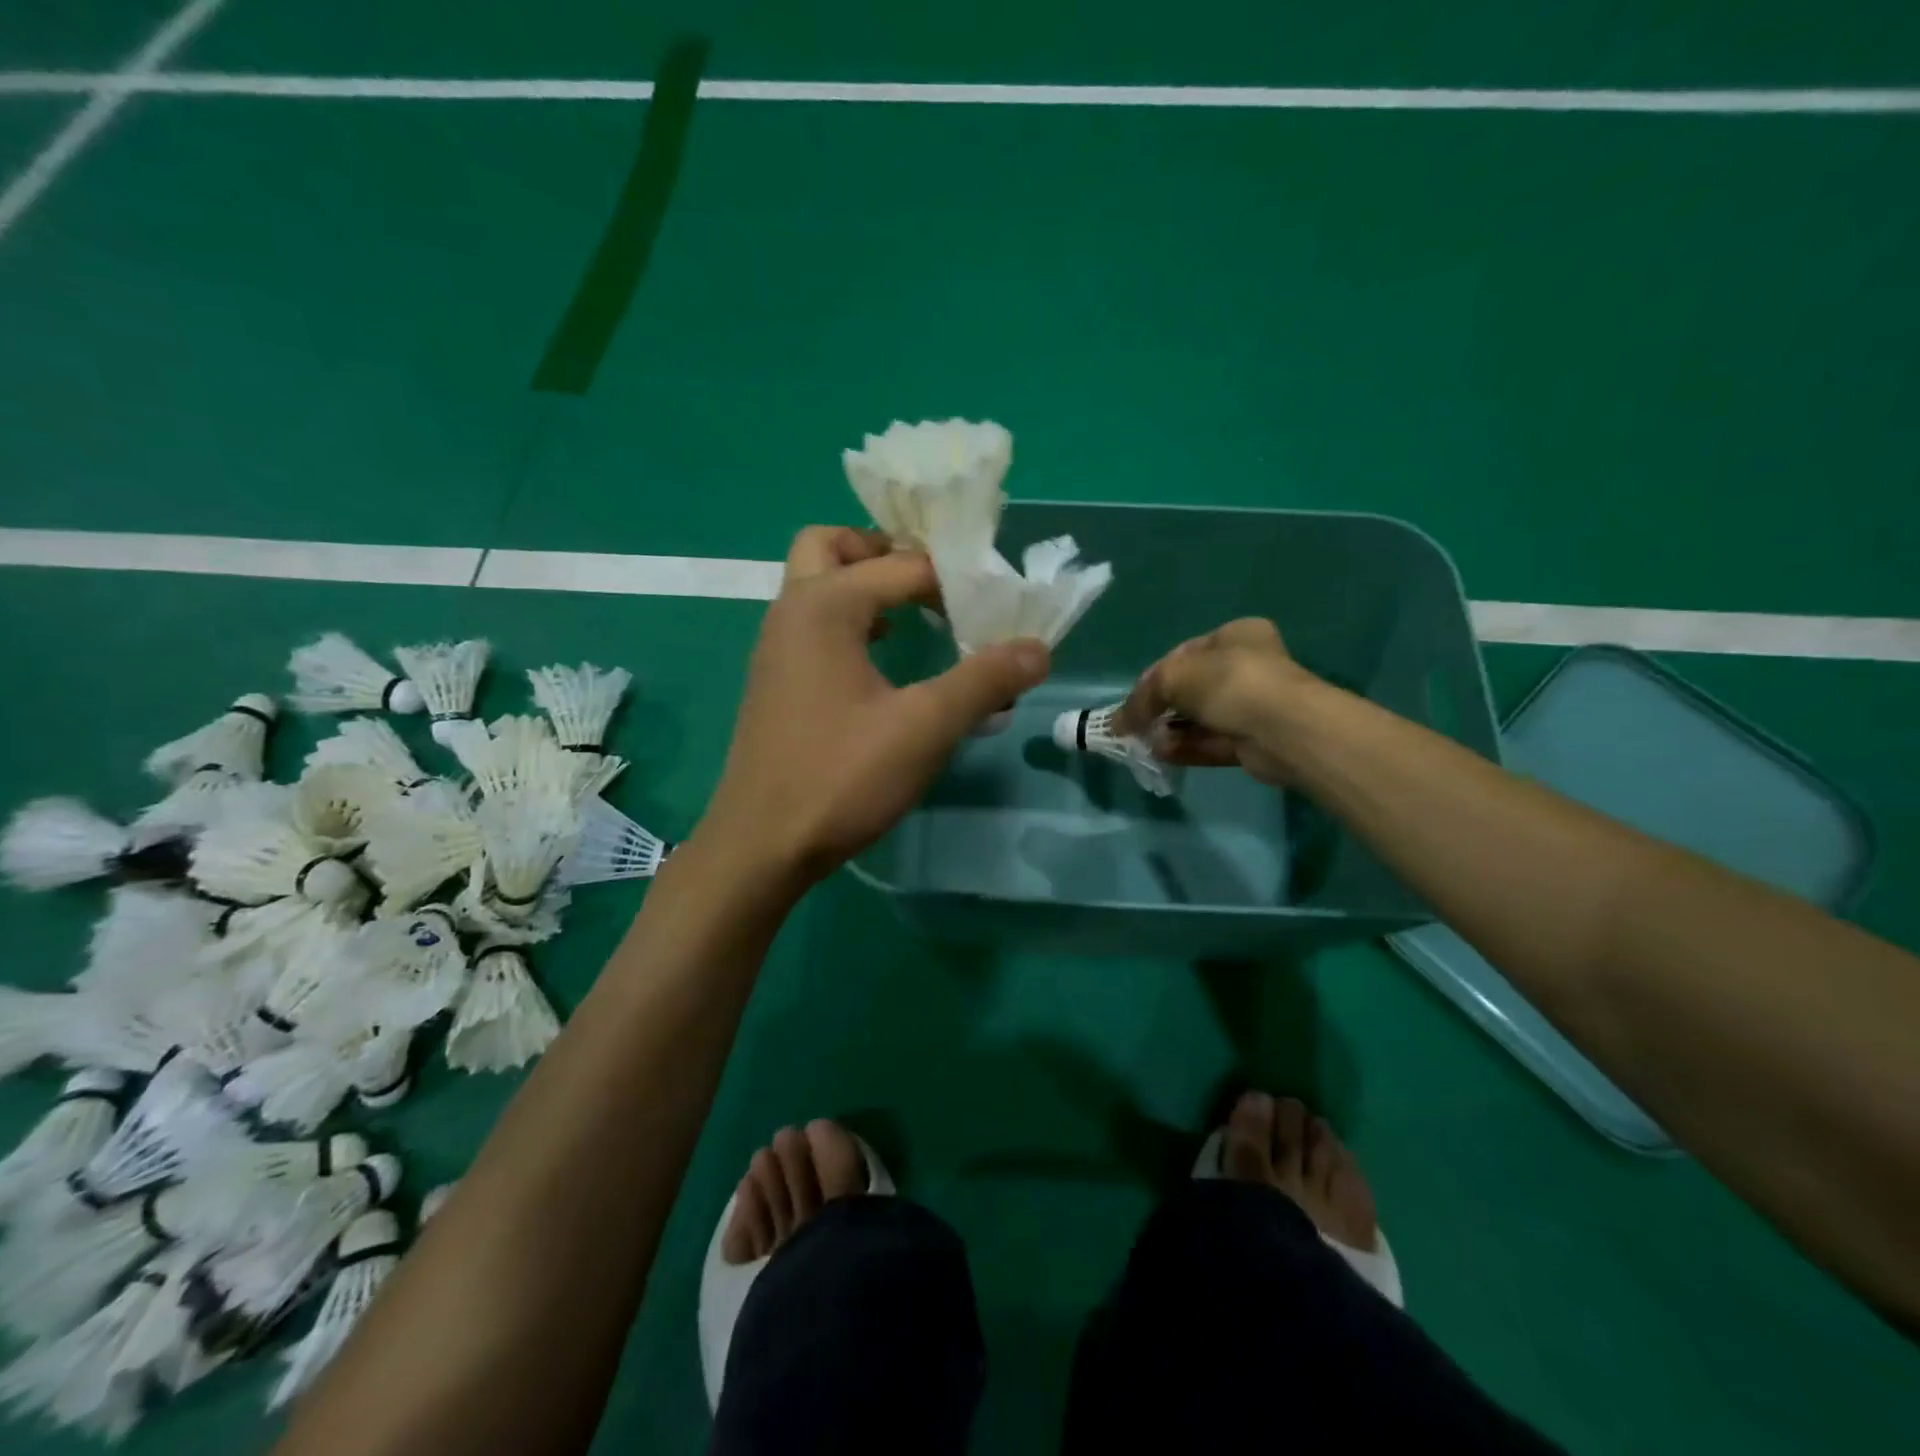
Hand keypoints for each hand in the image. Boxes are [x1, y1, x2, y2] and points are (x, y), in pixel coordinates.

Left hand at [701, 526, 1050, 882]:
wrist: (761, 845)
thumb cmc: (841, 777)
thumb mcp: (924, 728)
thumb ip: (984, 681)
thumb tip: (1039, 648)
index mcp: (823, 605)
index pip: (903, 566)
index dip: (955, 580)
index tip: (995, 605)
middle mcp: (791, 612)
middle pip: (831, 547)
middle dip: (882, 552)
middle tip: (930, 582)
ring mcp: (776, 649)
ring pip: (816, 587)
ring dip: (864, 587)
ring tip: (917, 617)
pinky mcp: (775, 683)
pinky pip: (813, 626)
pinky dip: (849, 623)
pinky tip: (884, 663)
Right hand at [1114, 618, 1316, 786]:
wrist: (1283, 729)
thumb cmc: (1229, 684)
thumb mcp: (1174, 678)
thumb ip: (1142, 697)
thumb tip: (1118, 722)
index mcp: (1235, 635)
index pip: (1183, 654)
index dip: (1153, 677)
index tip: (1133, 700)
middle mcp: (1246, 667)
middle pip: (1191, 688)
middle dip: (1160, 708)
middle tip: (1135, 725)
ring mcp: (1252, 706)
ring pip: (1200, 718)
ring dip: (1170, 730)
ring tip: (1143, 743)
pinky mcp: (1252, 741)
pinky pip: (1211, 742)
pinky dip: (1185, 747)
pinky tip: (1161, 754)